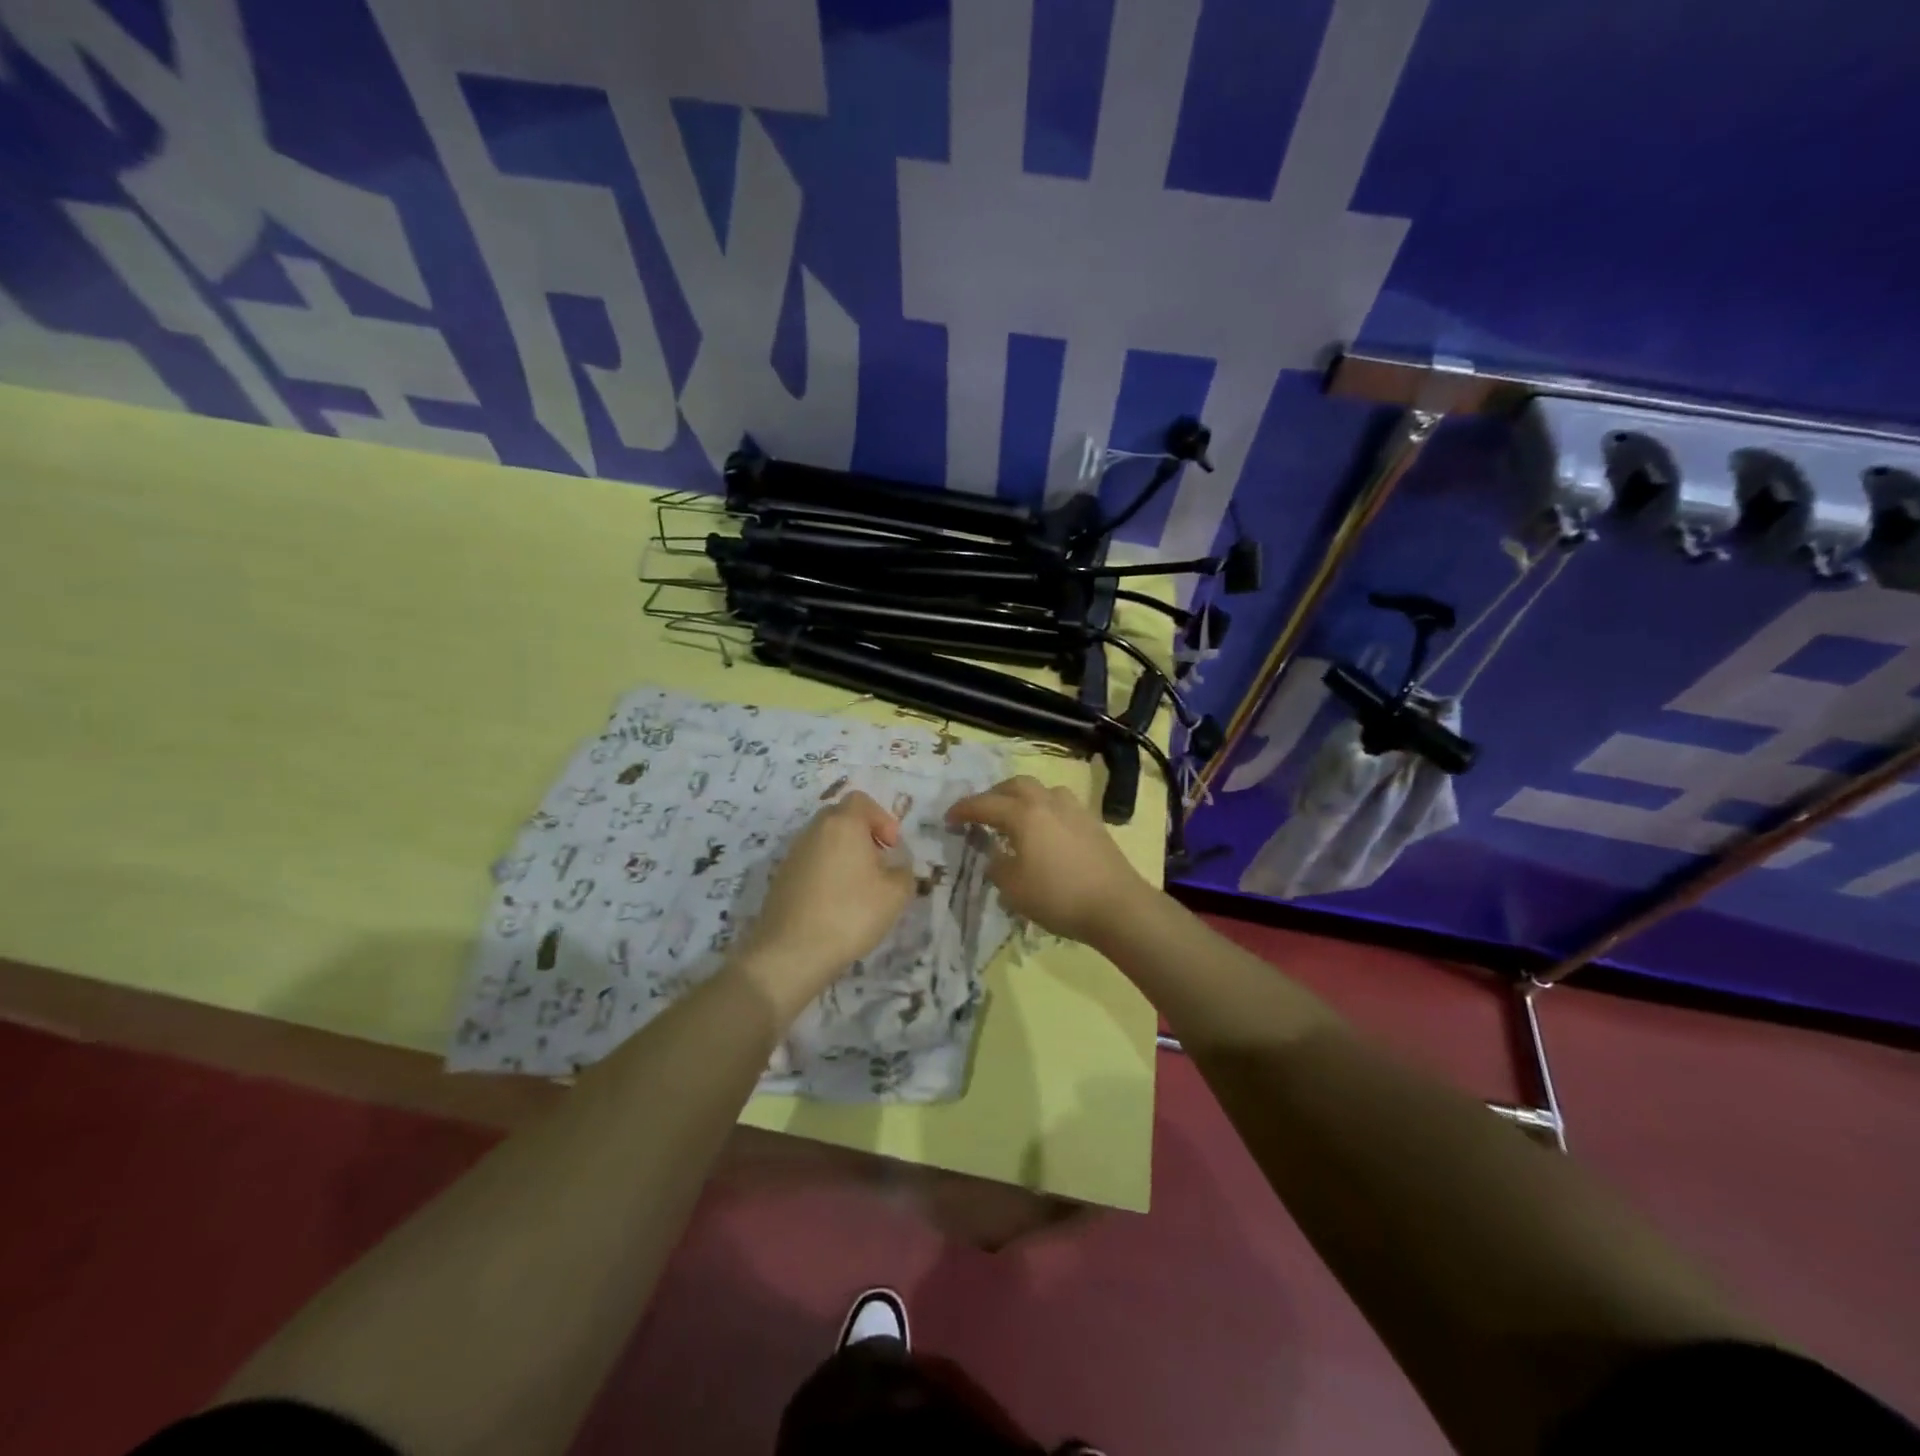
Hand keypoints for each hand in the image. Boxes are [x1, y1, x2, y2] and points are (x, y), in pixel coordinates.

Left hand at [730, 790, 914, 1020]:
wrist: (791, 952)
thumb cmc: (850, 914)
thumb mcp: (895, 894)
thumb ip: (904, 872)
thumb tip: (896, 867)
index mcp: (843, 824)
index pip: (861, 801)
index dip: (882, 818)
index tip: (892, 847)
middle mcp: (814, 831)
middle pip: (841, 817)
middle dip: (863, 834)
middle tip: (878, 863)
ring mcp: (793, 854)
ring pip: (824, 841)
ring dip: (844, 854)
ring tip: (859, 887)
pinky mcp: (781, 878)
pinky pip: (811, 862)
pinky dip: (826, 872)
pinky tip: (836, 903)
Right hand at [946, 776, 1150, 946]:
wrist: (1116, 905)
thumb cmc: (1058, 897)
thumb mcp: (1013, 889)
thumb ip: (997, 866)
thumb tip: (996, 856)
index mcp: (1023, 814)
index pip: (984, 804)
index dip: (963, 810)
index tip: (949, 818)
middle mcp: (1047, 802)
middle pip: (1015, 785)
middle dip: (994, 795)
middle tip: (982, 812)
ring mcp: (1074, 810)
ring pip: (1042, 791)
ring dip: (1023, 798)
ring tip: (1016, 817)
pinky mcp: (1093, 823)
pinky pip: (1061, 805)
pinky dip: (1045, 810)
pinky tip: (1046, 831)